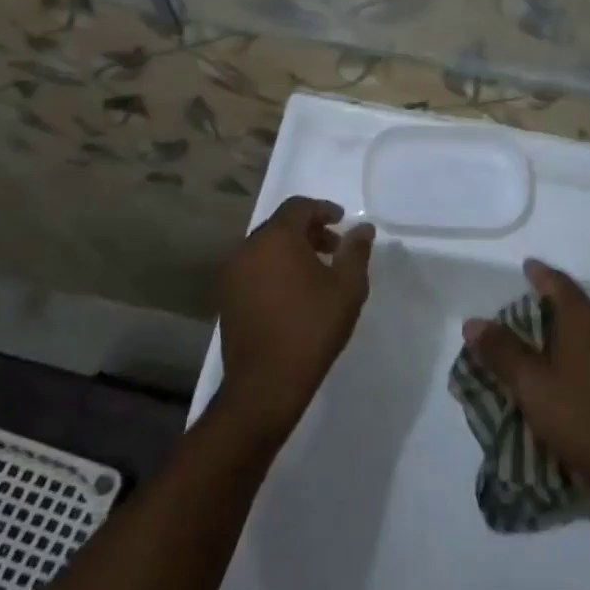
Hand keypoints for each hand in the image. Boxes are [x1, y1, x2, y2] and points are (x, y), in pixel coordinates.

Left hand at [217, 196, 374, 438]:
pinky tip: (294, 293)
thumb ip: (356, 251)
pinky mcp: (226, 298)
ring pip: (265, 248)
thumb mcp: (348, 287)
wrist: (266, 383)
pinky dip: (275, 268)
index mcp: (276, 238)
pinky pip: (254, 268)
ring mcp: (232, 274)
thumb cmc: (312, 327)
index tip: (342, 222)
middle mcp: (248, 248)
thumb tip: (363, 228)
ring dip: (291, 250)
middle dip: (309, 231)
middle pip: (280, 225)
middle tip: (334, 248)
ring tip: (317, 272)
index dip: (323, 209)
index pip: (298, 206)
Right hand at [463, 259, 589, 516]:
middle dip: (545, 306)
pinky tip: (555, 376)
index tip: (526, 266)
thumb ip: (501, 351)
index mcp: (586, 320)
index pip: (559, 284)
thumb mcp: (531, 384)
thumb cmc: (580, 417)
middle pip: (572, 306)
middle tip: (516, 313)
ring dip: (557, 334)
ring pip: (583, 333)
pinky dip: (570, 355)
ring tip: (530, 346)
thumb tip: (473, 322)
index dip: (540, 274)